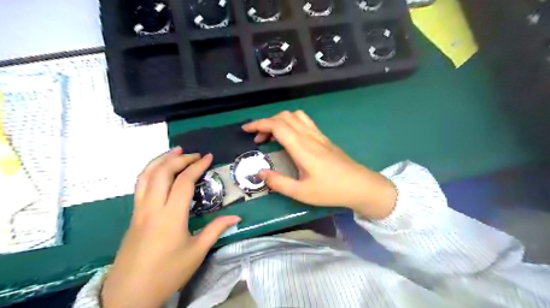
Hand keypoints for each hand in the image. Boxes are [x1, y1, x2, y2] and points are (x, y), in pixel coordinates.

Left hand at [101, 146, 239, 307]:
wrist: (129, 295)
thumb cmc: (167, 273)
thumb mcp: (197, 252)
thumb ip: (216, 229)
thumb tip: (236, 217)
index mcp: (171, 216)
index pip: (184, 182)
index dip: (197, 166)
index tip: (209, 157)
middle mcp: (152, 208)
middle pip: (162, 172)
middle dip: (179, 158)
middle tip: (195, 154)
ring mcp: (139, 210)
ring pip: (146, 176)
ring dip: (161, 160)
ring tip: (175, 151)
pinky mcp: (133, 215)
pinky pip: (140, 185)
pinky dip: (150, 171)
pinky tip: (159, 170)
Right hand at [243, 110, 396, 217]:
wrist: (360, 185)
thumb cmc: (331, 190)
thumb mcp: (302, 192)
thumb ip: (279, 182)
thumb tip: (260, 173)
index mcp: (302, 148)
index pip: (277, 126)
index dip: (259, 124)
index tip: (246, 130)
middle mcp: (309, 136)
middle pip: (284, 117)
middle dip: (267, 123)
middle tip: (259, 139)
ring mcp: (318, 135)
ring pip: (296, 116)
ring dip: (280, 121)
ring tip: (273, 136)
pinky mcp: (324, 138)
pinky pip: (305, 122)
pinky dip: (291, 123)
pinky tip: (290, 138)